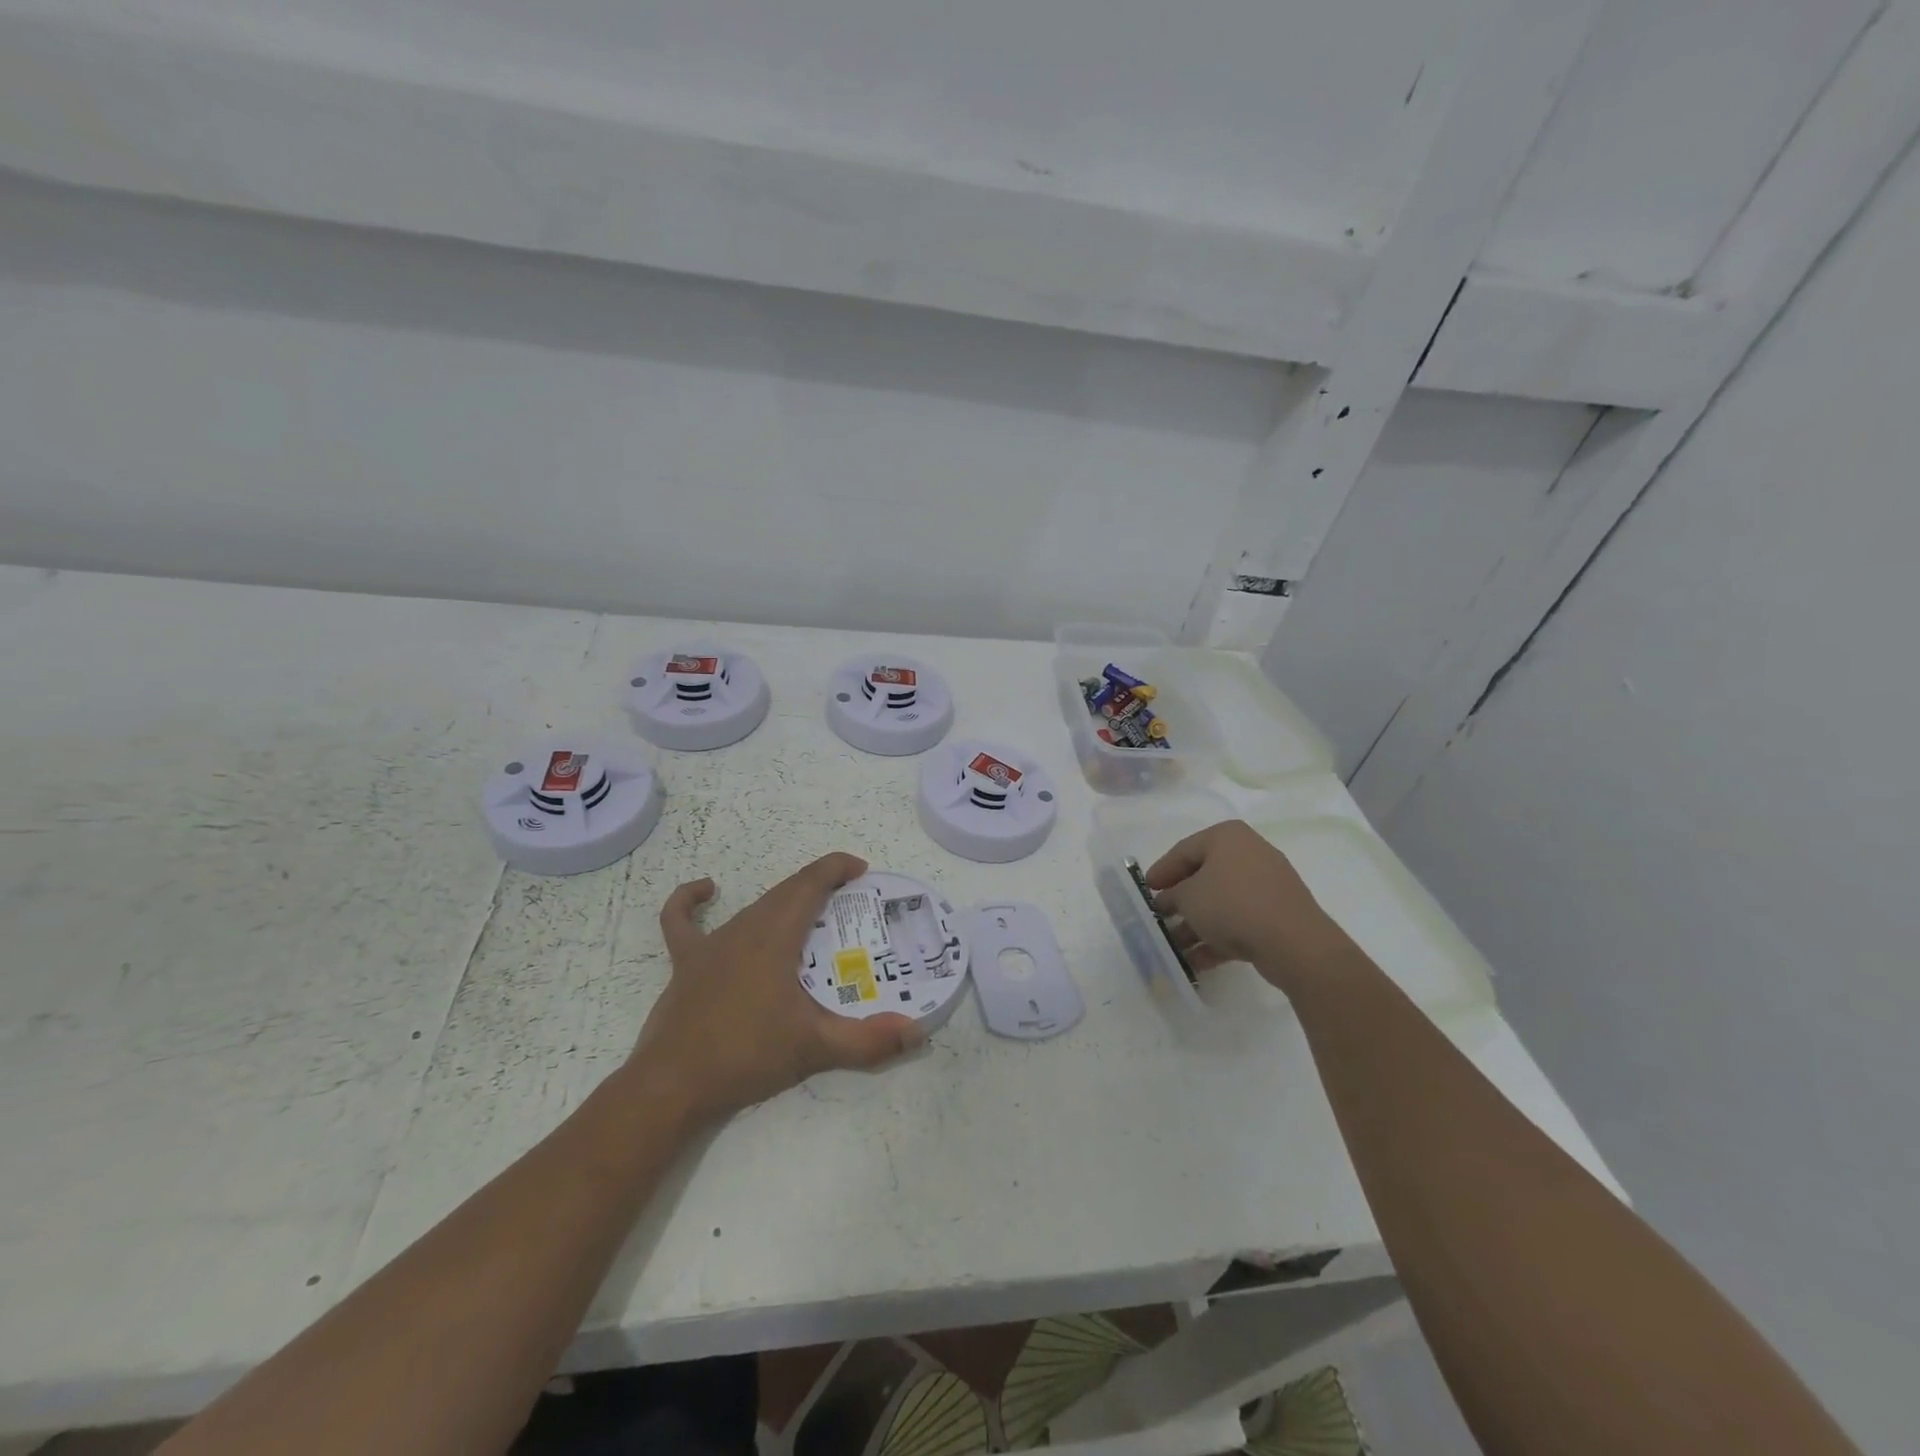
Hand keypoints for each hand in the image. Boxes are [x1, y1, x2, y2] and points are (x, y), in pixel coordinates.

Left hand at [630, 852, 925, 1123]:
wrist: (672, 1086)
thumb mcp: (815, 1047)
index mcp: (775, 936)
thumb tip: (917, 1031)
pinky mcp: (685, 963)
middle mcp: (744, 928)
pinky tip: (706, 891)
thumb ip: (868, 1040)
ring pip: (753, 907)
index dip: (836, 867)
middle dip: (819, 885)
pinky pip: (682, 921)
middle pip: (786, 892)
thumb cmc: (746, 1055)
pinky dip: (690, 901)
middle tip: (849, 900)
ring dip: (784, 902)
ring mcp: (711, 944)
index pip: (810, 883)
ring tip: (809, 914)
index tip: (861, 870)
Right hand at [1146, 820, 1356, 991]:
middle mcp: (1249, 854)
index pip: (1183, 850)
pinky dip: (1217, 938)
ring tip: (1174, 947)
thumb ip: (1171, 896)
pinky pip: (1239, 922)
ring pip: (1221, 903)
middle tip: (1159, 918)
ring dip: (1196, 925)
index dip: (1161, 871)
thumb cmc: (1231, 904)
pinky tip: (1195, 961)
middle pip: (1203, 877)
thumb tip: (1168, 900)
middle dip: (1179, 902)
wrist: (1293, 942)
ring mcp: (1267, 886)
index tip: (1146, 891)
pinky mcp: (1277, 915)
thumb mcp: (1187, 897)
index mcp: (1227, 837)